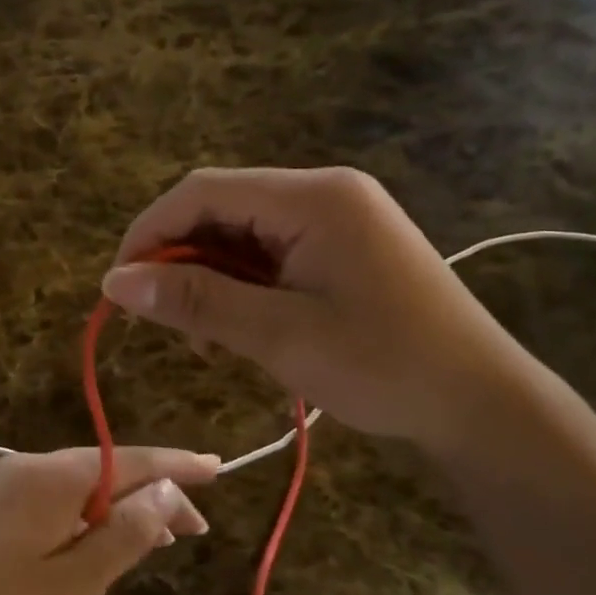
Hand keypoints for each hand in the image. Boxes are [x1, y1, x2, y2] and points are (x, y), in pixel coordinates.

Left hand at [0, 448, 215, 594]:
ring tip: (159, 539)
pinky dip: (86, 519)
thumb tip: (169, 490)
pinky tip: (99, 544)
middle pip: (104, 471)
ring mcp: (0, 488)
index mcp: (49, 476)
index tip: (219, 468)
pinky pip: (51, 503)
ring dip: (119, 510)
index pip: (129, 460)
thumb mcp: (76, 583)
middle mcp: (24, 468)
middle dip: (152, 495)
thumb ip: (126, 532)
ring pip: (78, 489)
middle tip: (194, 531)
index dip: (177, 466)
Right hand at [100, 167, 531, 452]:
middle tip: (162, 323)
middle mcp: (323, 193)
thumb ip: (195, 302)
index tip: (119, 289)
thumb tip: (114, 282)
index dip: (149, 234)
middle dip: (179, 263)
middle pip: (220, 210)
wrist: (480, 402)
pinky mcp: (342, 248)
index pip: (202, 192)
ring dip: (209, 282)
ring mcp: (337, 219)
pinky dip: (241, 289)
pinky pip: (270, 255)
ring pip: (241, 236)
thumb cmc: (383, 366)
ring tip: (205, 341)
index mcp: (312, 198)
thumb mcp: (278, 335)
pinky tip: (238, 331)